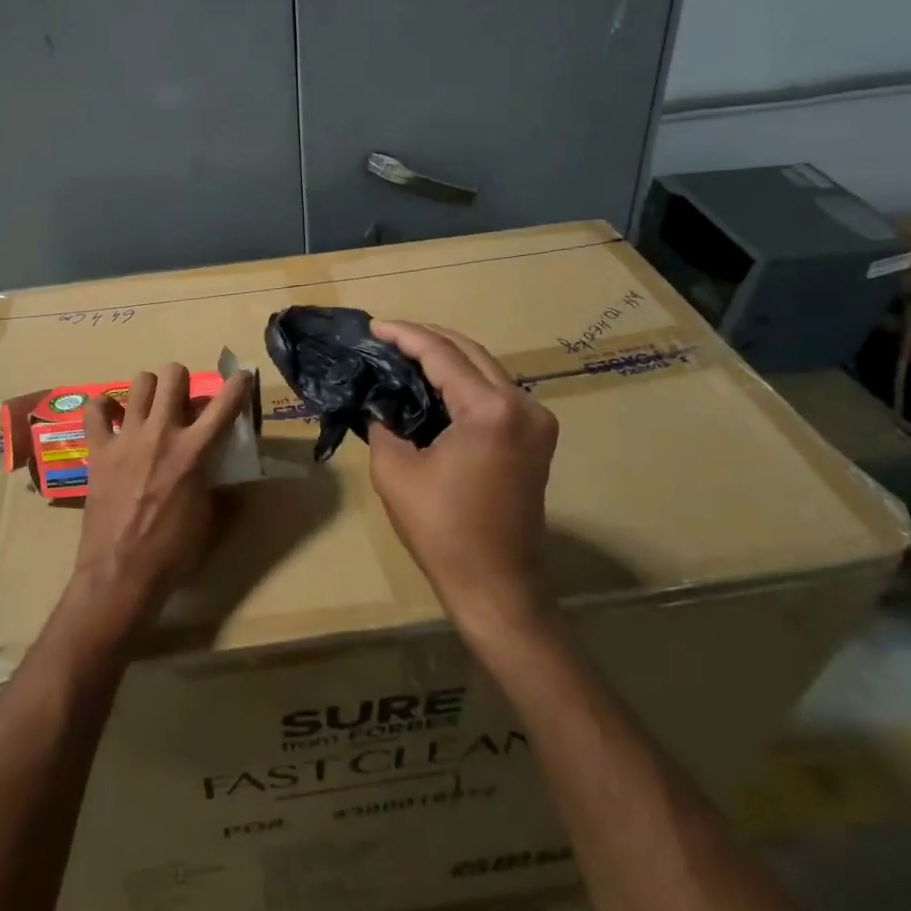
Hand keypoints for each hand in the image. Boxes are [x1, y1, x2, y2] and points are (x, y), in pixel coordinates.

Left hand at [61, 362, 251, 644]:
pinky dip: (104, 407)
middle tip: (183, 400)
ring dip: (150, 389)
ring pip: (139, 382)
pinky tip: (112, 417)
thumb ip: (220, 489)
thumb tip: (227, 479)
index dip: (239, 384)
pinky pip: (94, 410)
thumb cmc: (174, 552)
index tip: (242, 376)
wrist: (122, 573)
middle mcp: (161, 433)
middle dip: (183, 380)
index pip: (225, 404)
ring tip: (150, 407)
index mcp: (195, 451)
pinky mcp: (98, 450)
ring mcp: (126, 438)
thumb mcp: (211, 520)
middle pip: (174, 376)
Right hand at [366, 321, 557, 637]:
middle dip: (427, 339)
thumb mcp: (395, 470)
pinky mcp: (536, 437)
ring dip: (447, 359)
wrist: (496, 585)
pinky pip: (496, 393)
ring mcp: (536, 421)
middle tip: (386, 337)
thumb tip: (380, 400)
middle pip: (470, 352)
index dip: (405, 335)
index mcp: (491, 410)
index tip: (373, 326)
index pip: (442, 354)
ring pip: (485, 369)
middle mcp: (523, 404)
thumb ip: (384, 422)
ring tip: (404, 355)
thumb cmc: (442, 530)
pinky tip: (434, 384)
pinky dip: (464, 382)